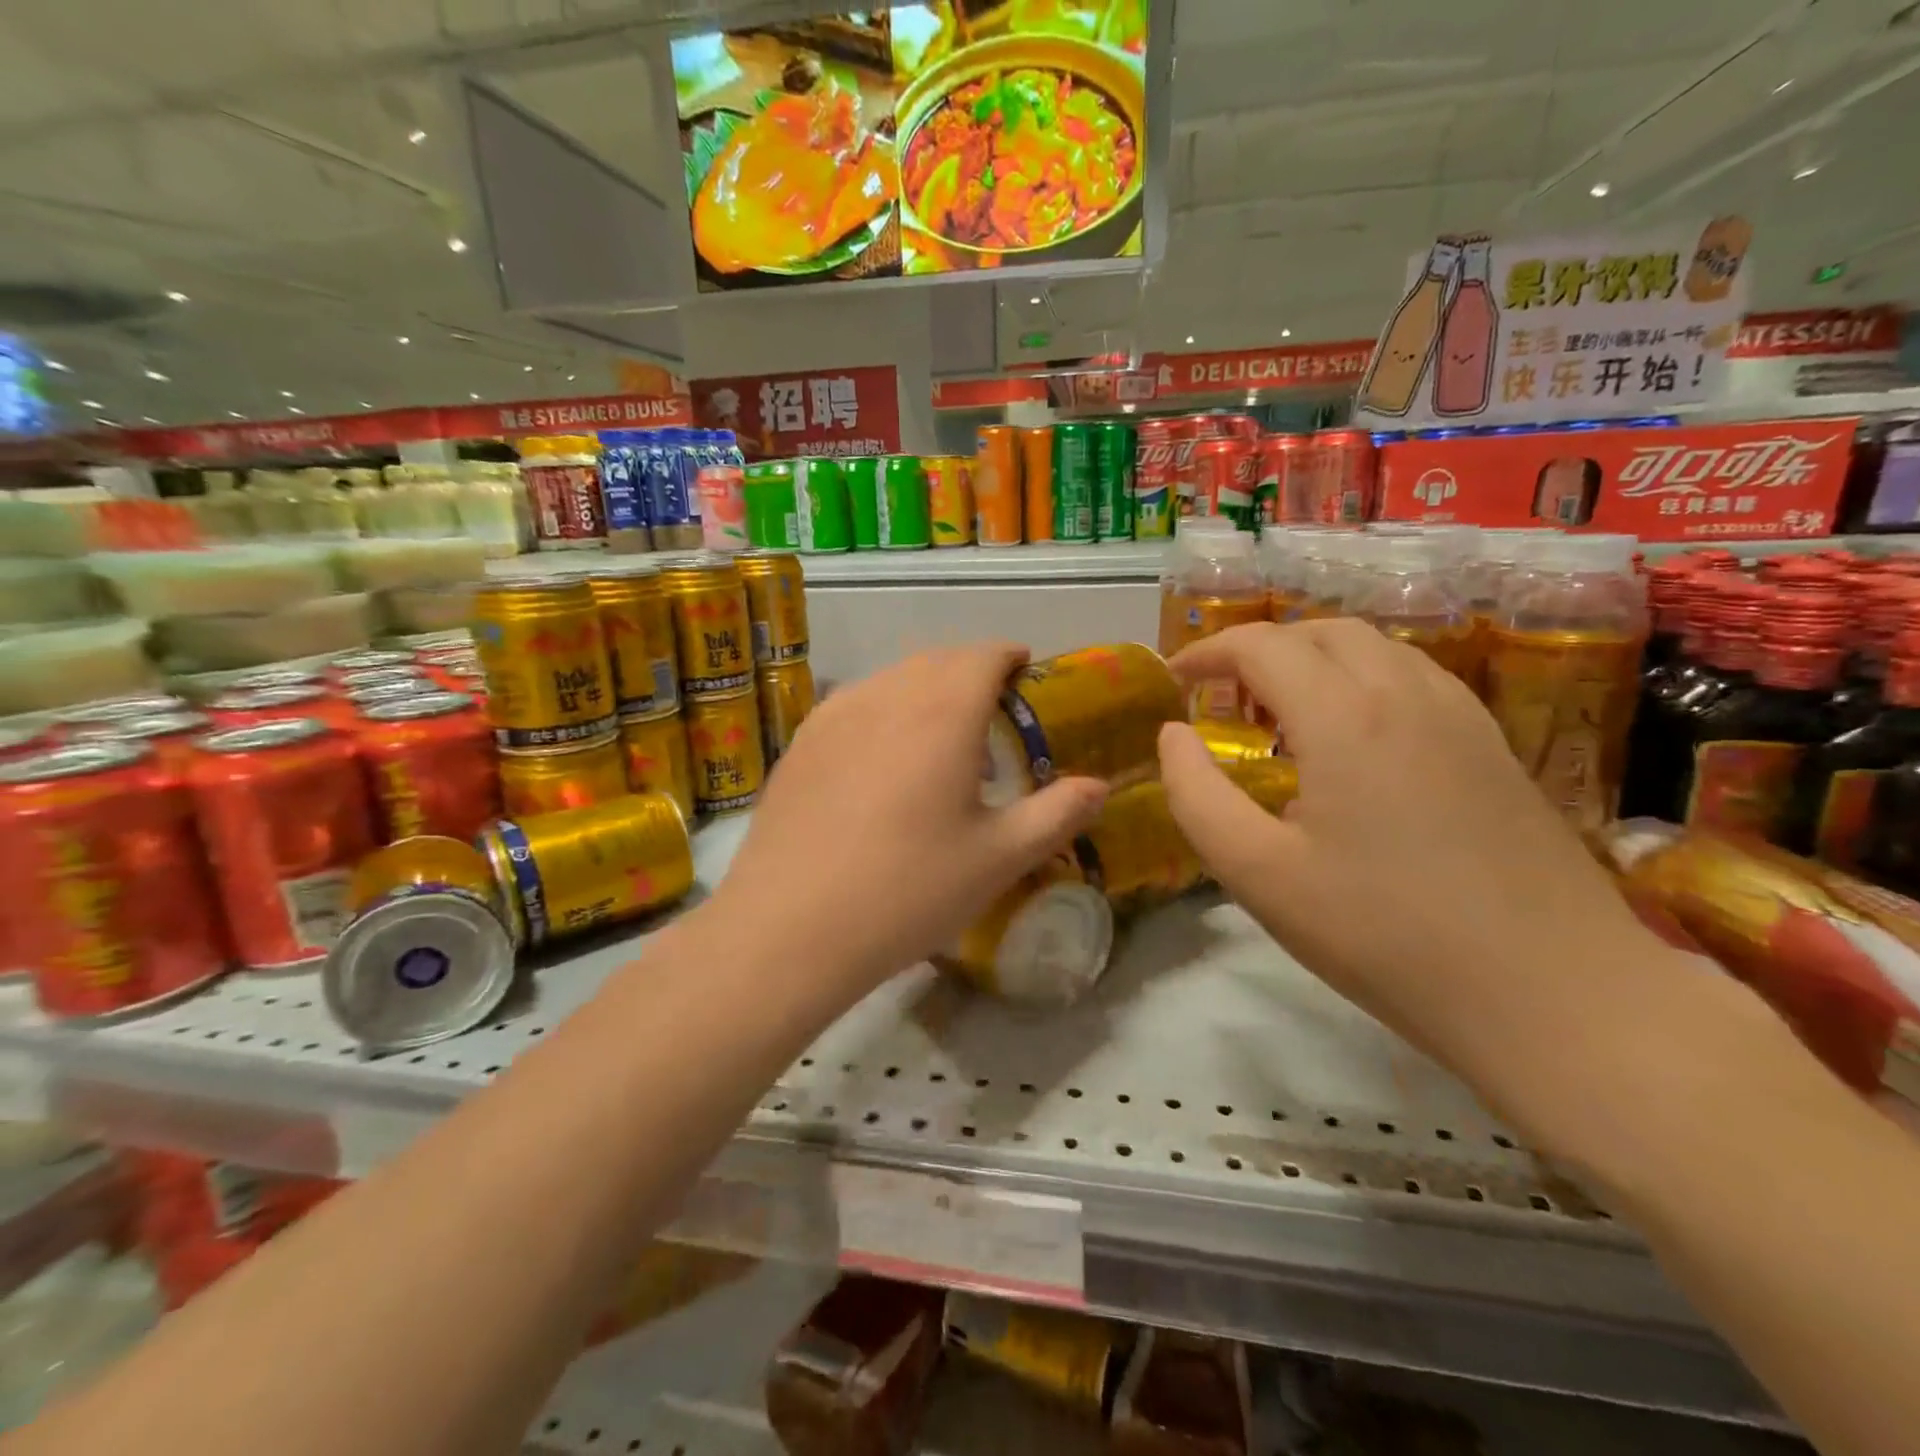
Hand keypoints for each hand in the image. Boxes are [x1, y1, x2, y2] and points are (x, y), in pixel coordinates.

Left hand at [709, 643, 1107, 995]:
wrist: (791, 927)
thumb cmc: (908, 890)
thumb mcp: (998, 858)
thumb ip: (1056, 814)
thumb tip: (1099, 786)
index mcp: (941, 712)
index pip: (981, 655)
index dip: (1008, 655)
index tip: (1025, 668)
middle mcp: (885, 696)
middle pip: (935, 660)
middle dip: (969, 671)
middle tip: (991, 709)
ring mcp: (833, 716)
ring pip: (891, 679)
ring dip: (925, 690)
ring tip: (940, 738)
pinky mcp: (800, 744)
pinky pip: (854, 705)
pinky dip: (883, 711)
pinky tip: (883, 759)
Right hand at [1157, 619, 1661, 1079]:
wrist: (1554, 996)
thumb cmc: (1384, 936)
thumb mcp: (1258, 874)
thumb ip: (1197, 795)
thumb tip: (1172, 736)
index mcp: (1345, 717)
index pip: (1263, 645)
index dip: (1208, 652)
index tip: (1175, 680)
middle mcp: (1406, 693)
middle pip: (1321, 632)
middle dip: (1260, 650)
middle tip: (1224, 700)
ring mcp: (1462, 716)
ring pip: (1375, 648)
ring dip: (1313, 660)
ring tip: (1281, 716)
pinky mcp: (1493, 745)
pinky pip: (1414, 678)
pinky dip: (1362, 680)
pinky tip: (1353, 740)